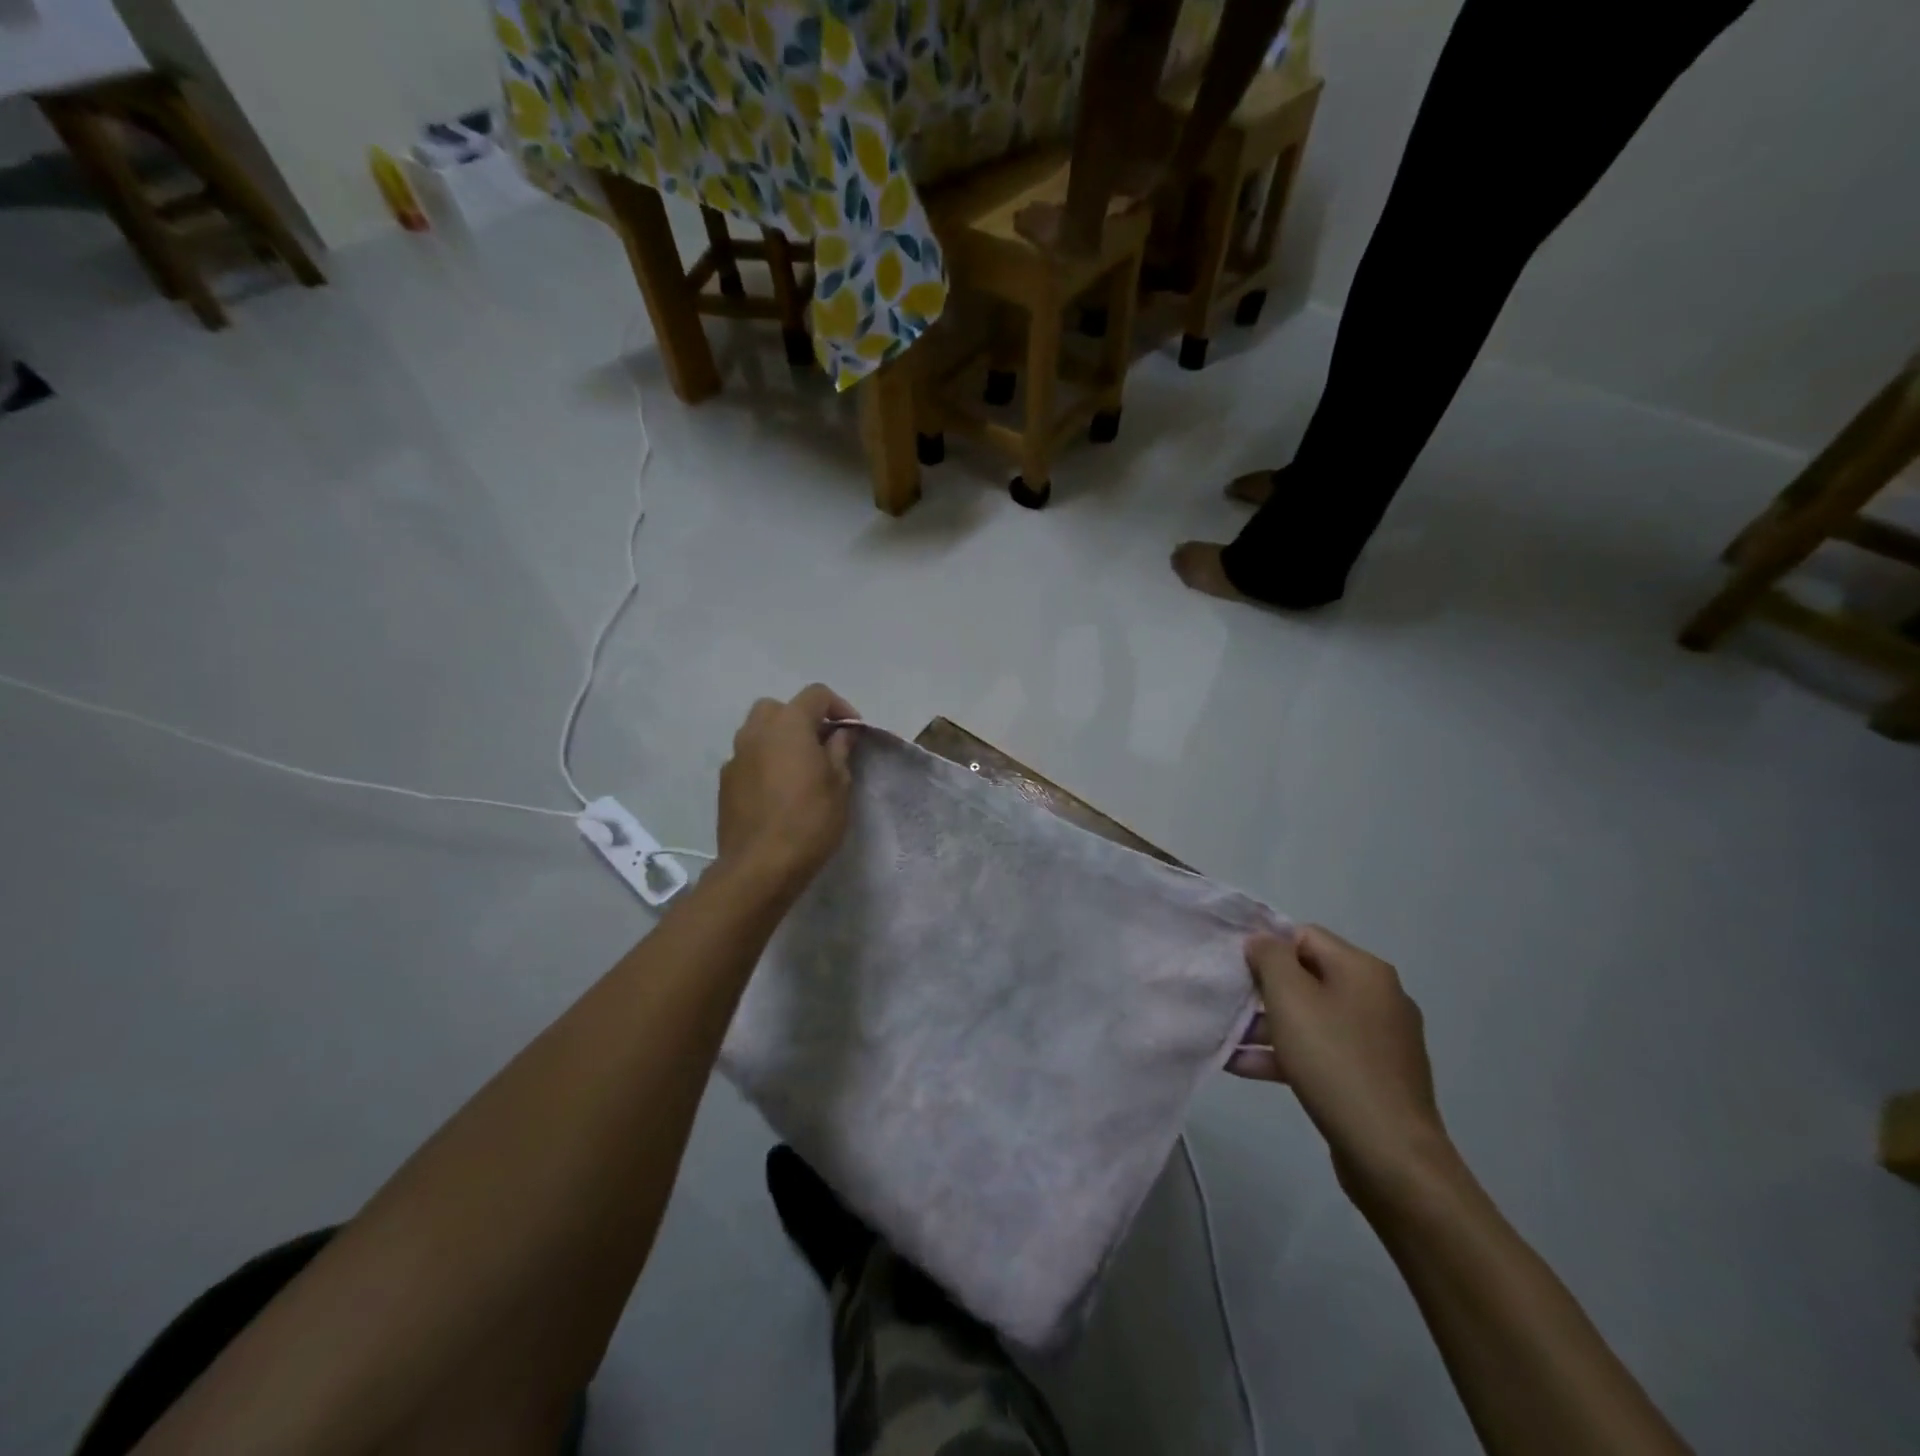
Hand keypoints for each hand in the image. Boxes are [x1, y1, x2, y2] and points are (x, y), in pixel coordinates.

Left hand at [716, 684, 859, 892]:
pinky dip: (765, 762)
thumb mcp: (839, 785)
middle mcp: (756, 732)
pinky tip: (778, 791)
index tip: (853, 732)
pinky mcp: (725, 783)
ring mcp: (736, 757)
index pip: (815, 694)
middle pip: (780, 708)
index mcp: (788, 725)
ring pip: (758, 731)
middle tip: (822, 745)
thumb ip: (839, 751)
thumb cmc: (809, 821)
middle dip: (803, 719)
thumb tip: (840, 733)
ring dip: (780, 739)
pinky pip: (748, 758)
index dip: (839, 707)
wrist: (759, 867)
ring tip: (800, 768)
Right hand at [1228, 926, 1452, 1202]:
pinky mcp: (1375, 1077)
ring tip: (1228, 1041)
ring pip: (1313, 1018)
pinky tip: (1245, 1068)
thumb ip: (1270, 958)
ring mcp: (1380, 1040)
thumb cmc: (1335, 1061)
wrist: (1391, 1154)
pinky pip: (1324, 1051)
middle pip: (1309, 977)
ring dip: (1269, 1026)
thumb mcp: (1289, 998)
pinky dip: (1288, 1055)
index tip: (1236, 970)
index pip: (1305, 936)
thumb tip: (1263, 941)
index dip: (1267, 948)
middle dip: (1264, 991)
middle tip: (1229, 1005)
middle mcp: (1378, 997)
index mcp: (1364, 970)